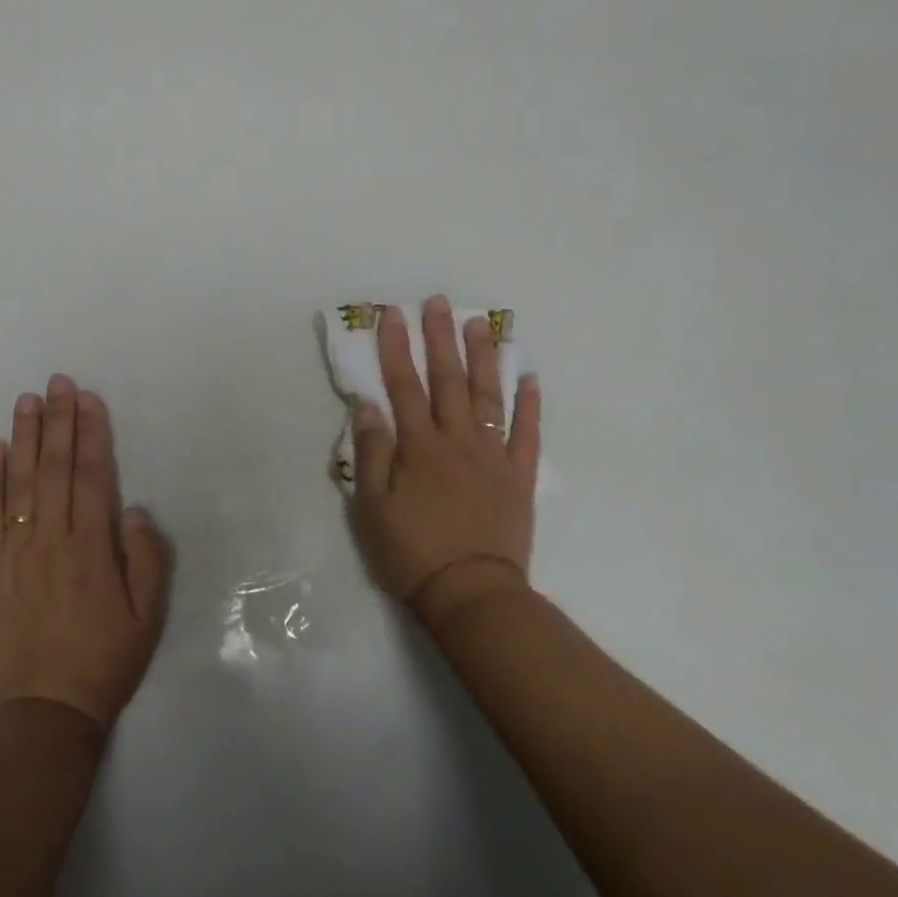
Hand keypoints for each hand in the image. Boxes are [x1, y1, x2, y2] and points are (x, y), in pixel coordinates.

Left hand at [0, 375, 168, 731]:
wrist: (44, 712)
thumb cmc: (105, 662)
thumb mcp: (148, 616)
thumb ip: (145, 558)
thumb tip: (133, 509)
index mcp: (92, 549)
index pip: (91, 476)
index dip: (90, 434)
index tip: (88, 399)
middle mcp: (51, 540)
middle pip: (53, 469)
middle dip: (57, 421)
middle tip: (57, 381)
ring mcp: (15, 553)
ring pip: (18, 484)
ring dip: (23, 438)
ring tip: (26, 401)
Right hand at [349, 297, 540, 631]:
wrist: (472, 594)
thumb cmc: (412, 552)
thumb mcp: (372, 508)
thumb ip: (372, 453)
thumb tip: (368, 405)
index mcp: (419, 447)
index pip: (404, 386)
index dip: (396, 348)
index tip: (393, 314)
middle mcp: (457, 440)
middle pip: (448, 380)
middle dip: (440, 338)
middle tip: (439, 302)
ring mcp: (493, 456)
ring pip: (489, 396)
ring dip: (484, 357)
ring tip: (481, 324)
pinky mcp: (519, 477)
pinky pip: (527, 433)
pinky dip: (530, 404)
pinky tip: (529, 376)